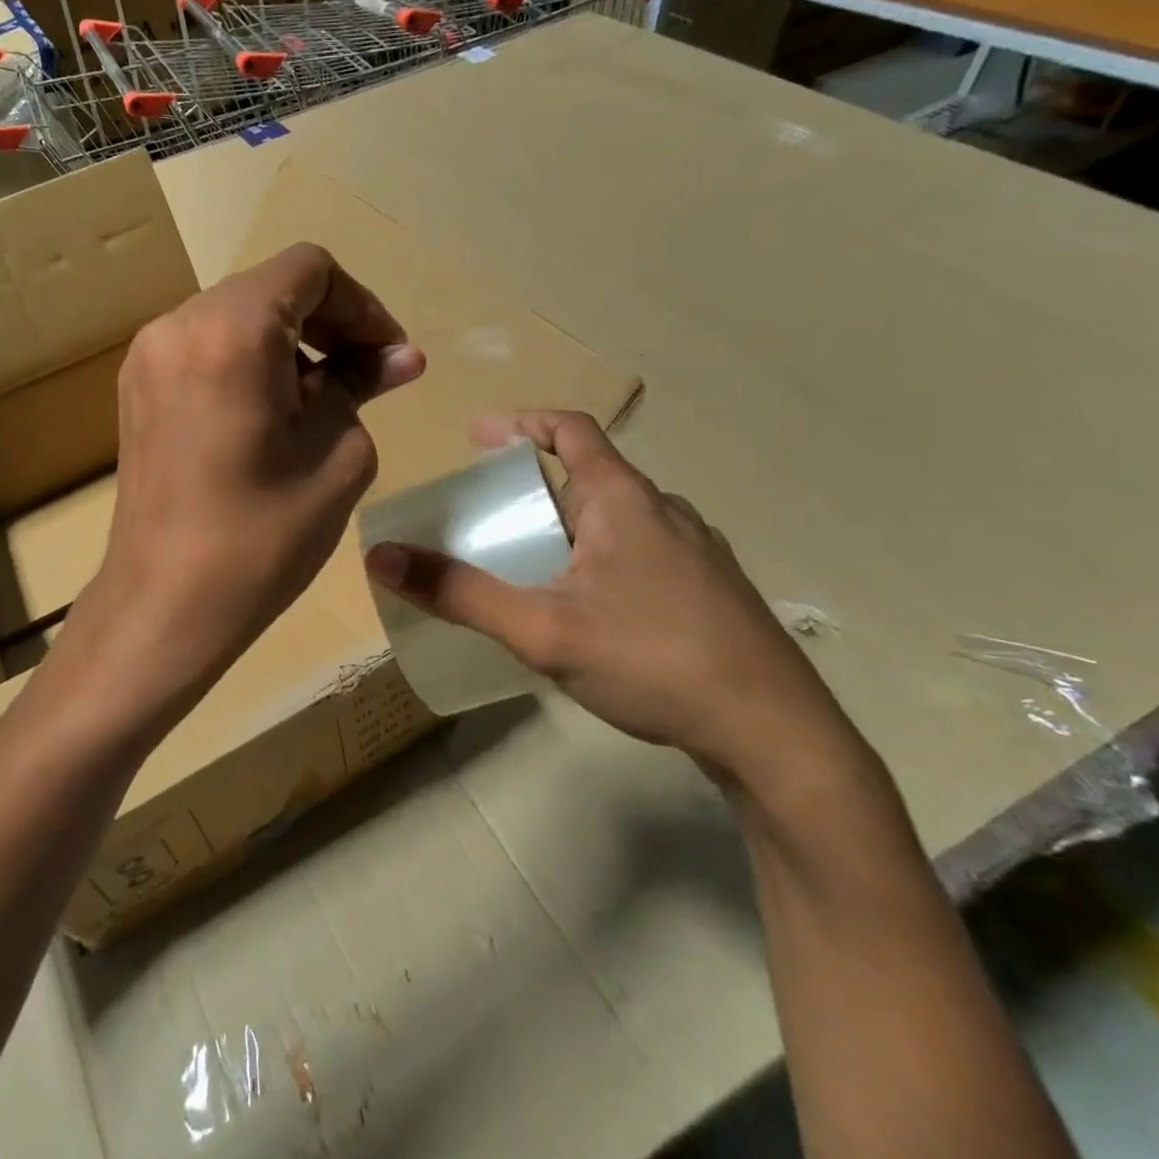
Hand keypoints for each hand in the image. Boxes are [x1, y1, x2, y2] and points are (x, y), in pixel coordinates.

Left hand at [80, 243, 424, 725]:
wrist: (167, 605)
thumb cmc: (263, 537)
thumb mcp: (338, 455)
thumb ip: (362, 386)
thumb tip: (398, 356)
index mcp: (231, 331)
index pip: (309, 271)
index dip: (362, 306)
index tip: (388, 358)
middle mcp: (178, 326)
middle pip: (270, 289)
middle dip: (329, 324)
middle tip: (367, 379)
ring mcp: (148, 357)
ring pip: (237, 318)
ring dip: (290, 345)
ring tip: (323, 403)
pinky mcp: (138, 389)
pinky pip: (206, 349)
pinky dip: (250, 363)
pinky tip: (273, 416)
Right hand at [364, 411, 858, 790]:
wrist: (776, 736)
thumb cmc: (654, 661)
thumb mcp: (542, 629)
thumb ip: (460, 593)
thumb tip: (382, 558)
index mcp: (625, 500)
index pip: (572, 429)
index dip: (522, 422)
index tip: (479, 437)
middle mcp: (665, 511)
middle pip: (590, 476)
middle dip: (535, 489)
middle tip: (492, 518)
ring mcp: (696, 551)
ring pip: (618, 519)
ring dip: (570, 526)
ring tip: (531, 565)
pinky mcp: (712, 591)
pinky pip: (641, 552)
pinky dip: (601, 557)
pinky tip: (589, 608)